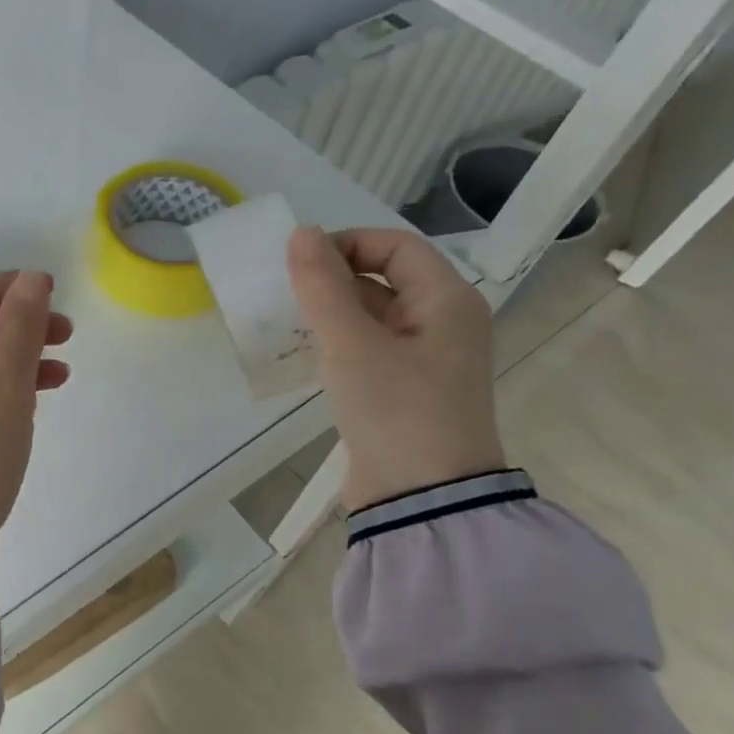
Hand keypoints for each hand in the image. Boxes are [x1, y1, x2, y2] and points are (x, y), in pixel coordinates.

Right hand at [286, 226, 504, 511]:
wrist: (421, 500)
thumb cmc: (395, 412)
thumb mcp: (352, 345)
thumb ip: (323, 287)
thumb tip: (301, 234)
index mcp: (447, 301)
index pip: (395, 246)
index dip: (347, 244)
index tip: (298, 263)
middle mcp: (442, 323)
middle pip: (385, 278)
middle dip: (334, 277)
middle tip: (286, 292)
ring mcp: (425, 359)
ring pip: (374, 315)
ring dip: (332, 311)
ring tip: (288, 320)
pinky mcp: (404, 390)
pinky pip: (369, 348)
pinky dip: (338, 342)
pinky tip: (306, 353)